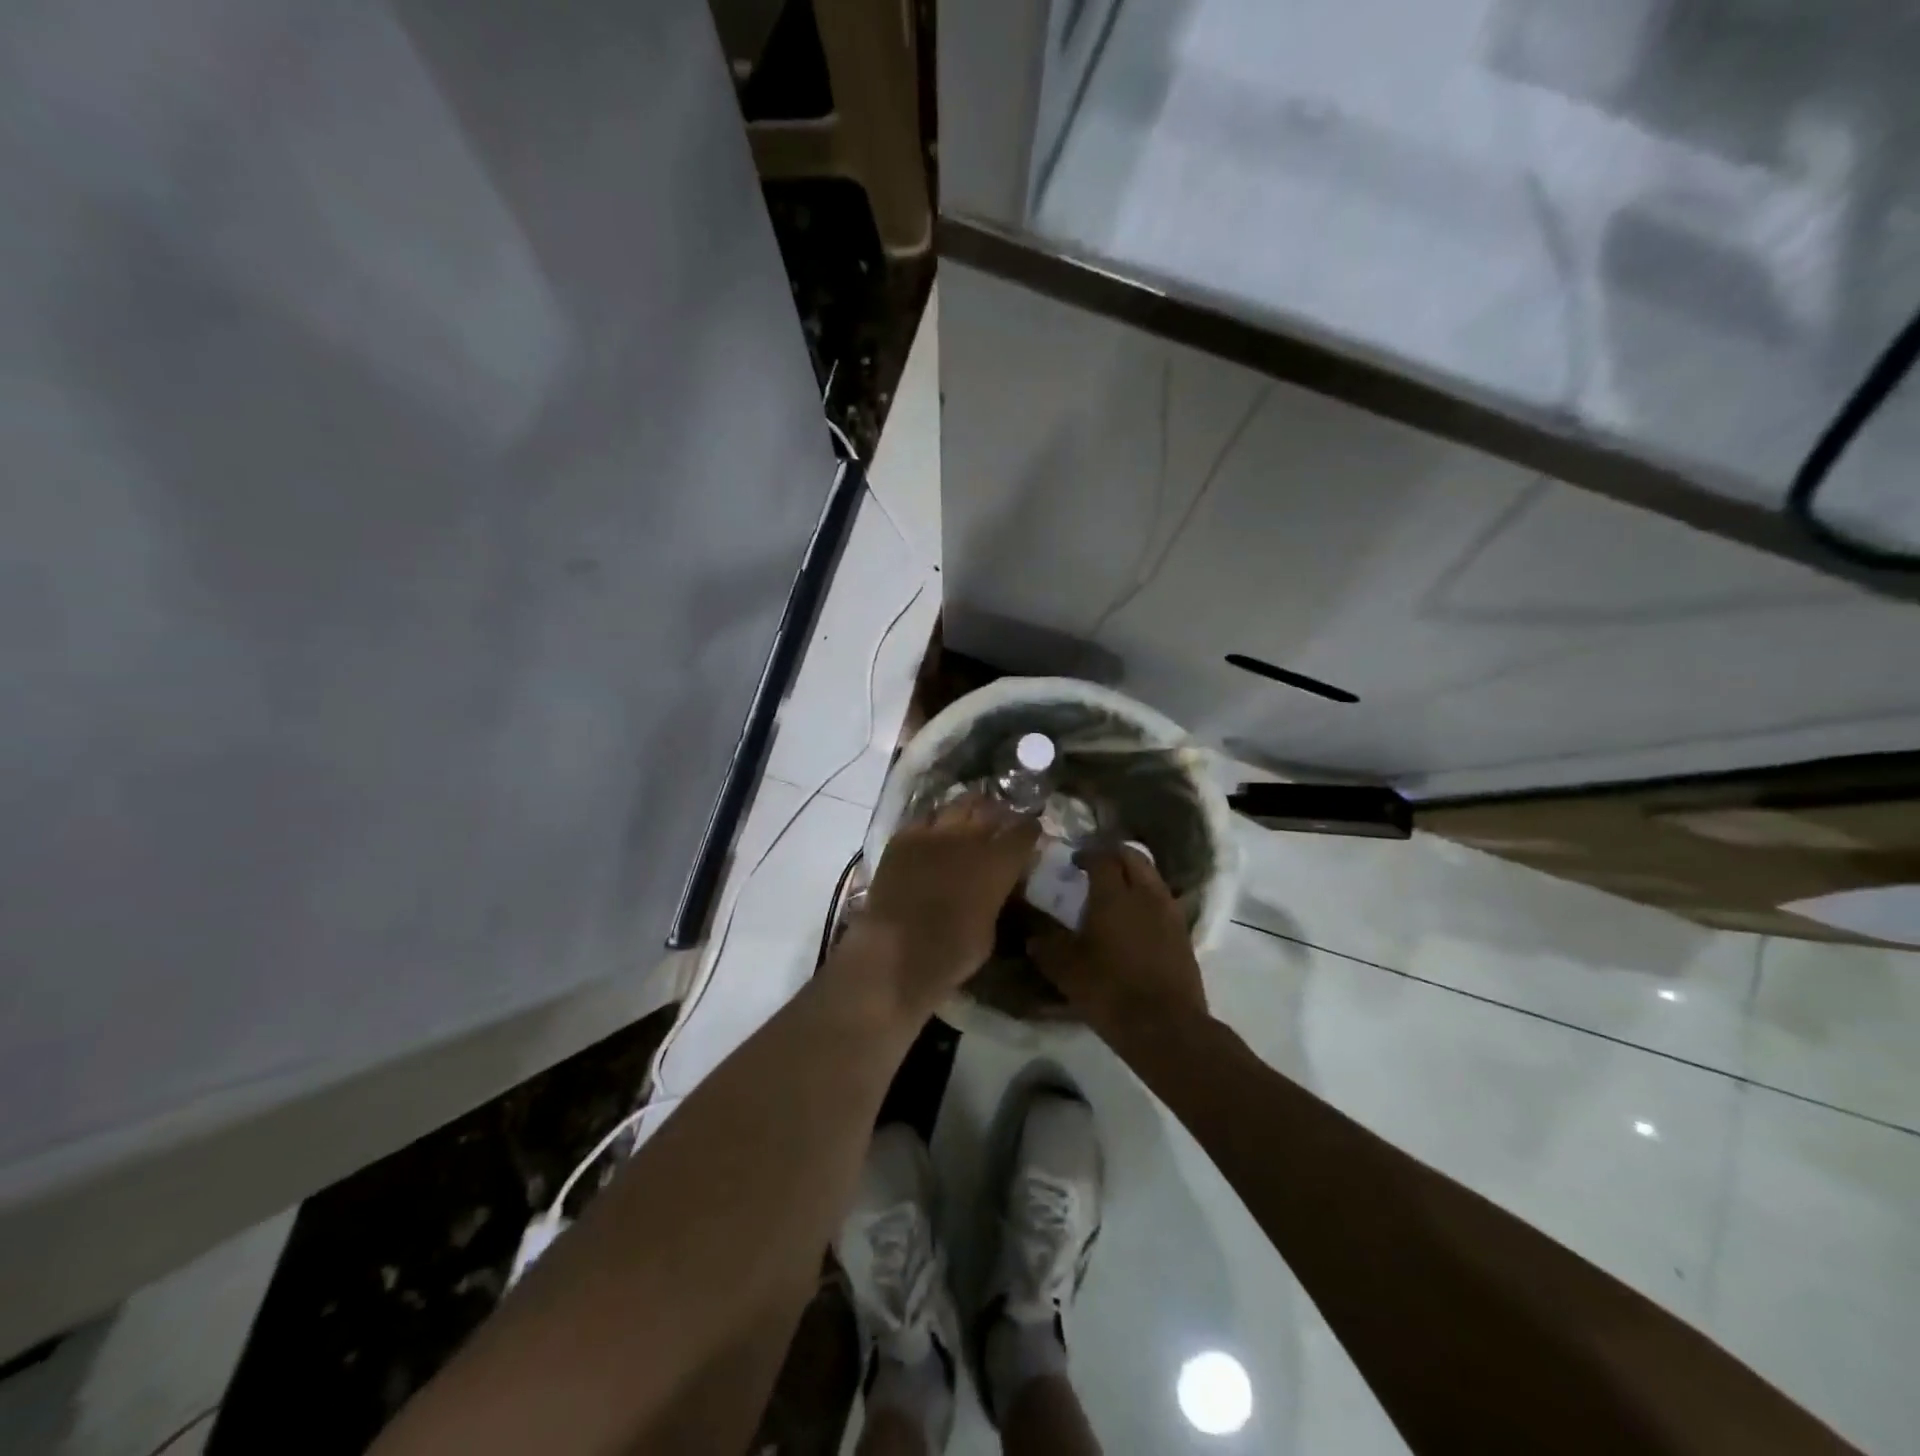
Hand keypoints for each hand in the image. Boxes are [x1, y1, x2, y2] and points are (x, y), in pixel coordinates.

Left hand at [850, 795, 1039, 1017]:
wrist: (894, 951)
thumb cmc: (951, 952)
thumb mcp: (990, 929)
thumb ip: (995, 898)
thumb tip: (992, 889)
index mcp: (998, 863)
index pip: (1024, 831)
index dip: (1030, 829)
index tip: (1031, 831)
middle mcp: (969, 838)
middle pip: (991, 809)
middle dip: (1000, 812)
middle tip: (1001, 818)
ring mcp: (933, 833)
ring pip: (958, 804)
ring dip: (969, 808)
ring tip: (970, 813)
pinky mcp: (903, 838)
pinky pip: (925, 818)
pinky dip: (935, 822)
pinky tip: (934, 830)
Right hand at [1028, 845, 1208, 1040]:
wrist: (1166, 1026)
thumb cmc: (1110, 990)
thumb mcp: (1066, 970)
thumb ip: (1047, 947)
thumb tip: (1034, 939)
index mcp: (1114, 894)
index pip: (1102, 857)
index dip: (1087, 854)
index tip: (1074, 862)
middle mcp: (1146, 894)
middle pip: (1134, 857)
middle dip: (1115, 855)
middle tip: (1097, 867)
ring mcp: (1170, 913)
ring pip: (1153, 878)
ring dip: (1135, 876)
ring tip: (1117, 892)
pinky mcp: (1184, 935)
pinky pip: (1164, 902)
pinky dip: (1148, 899)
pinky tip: (1136, 920)